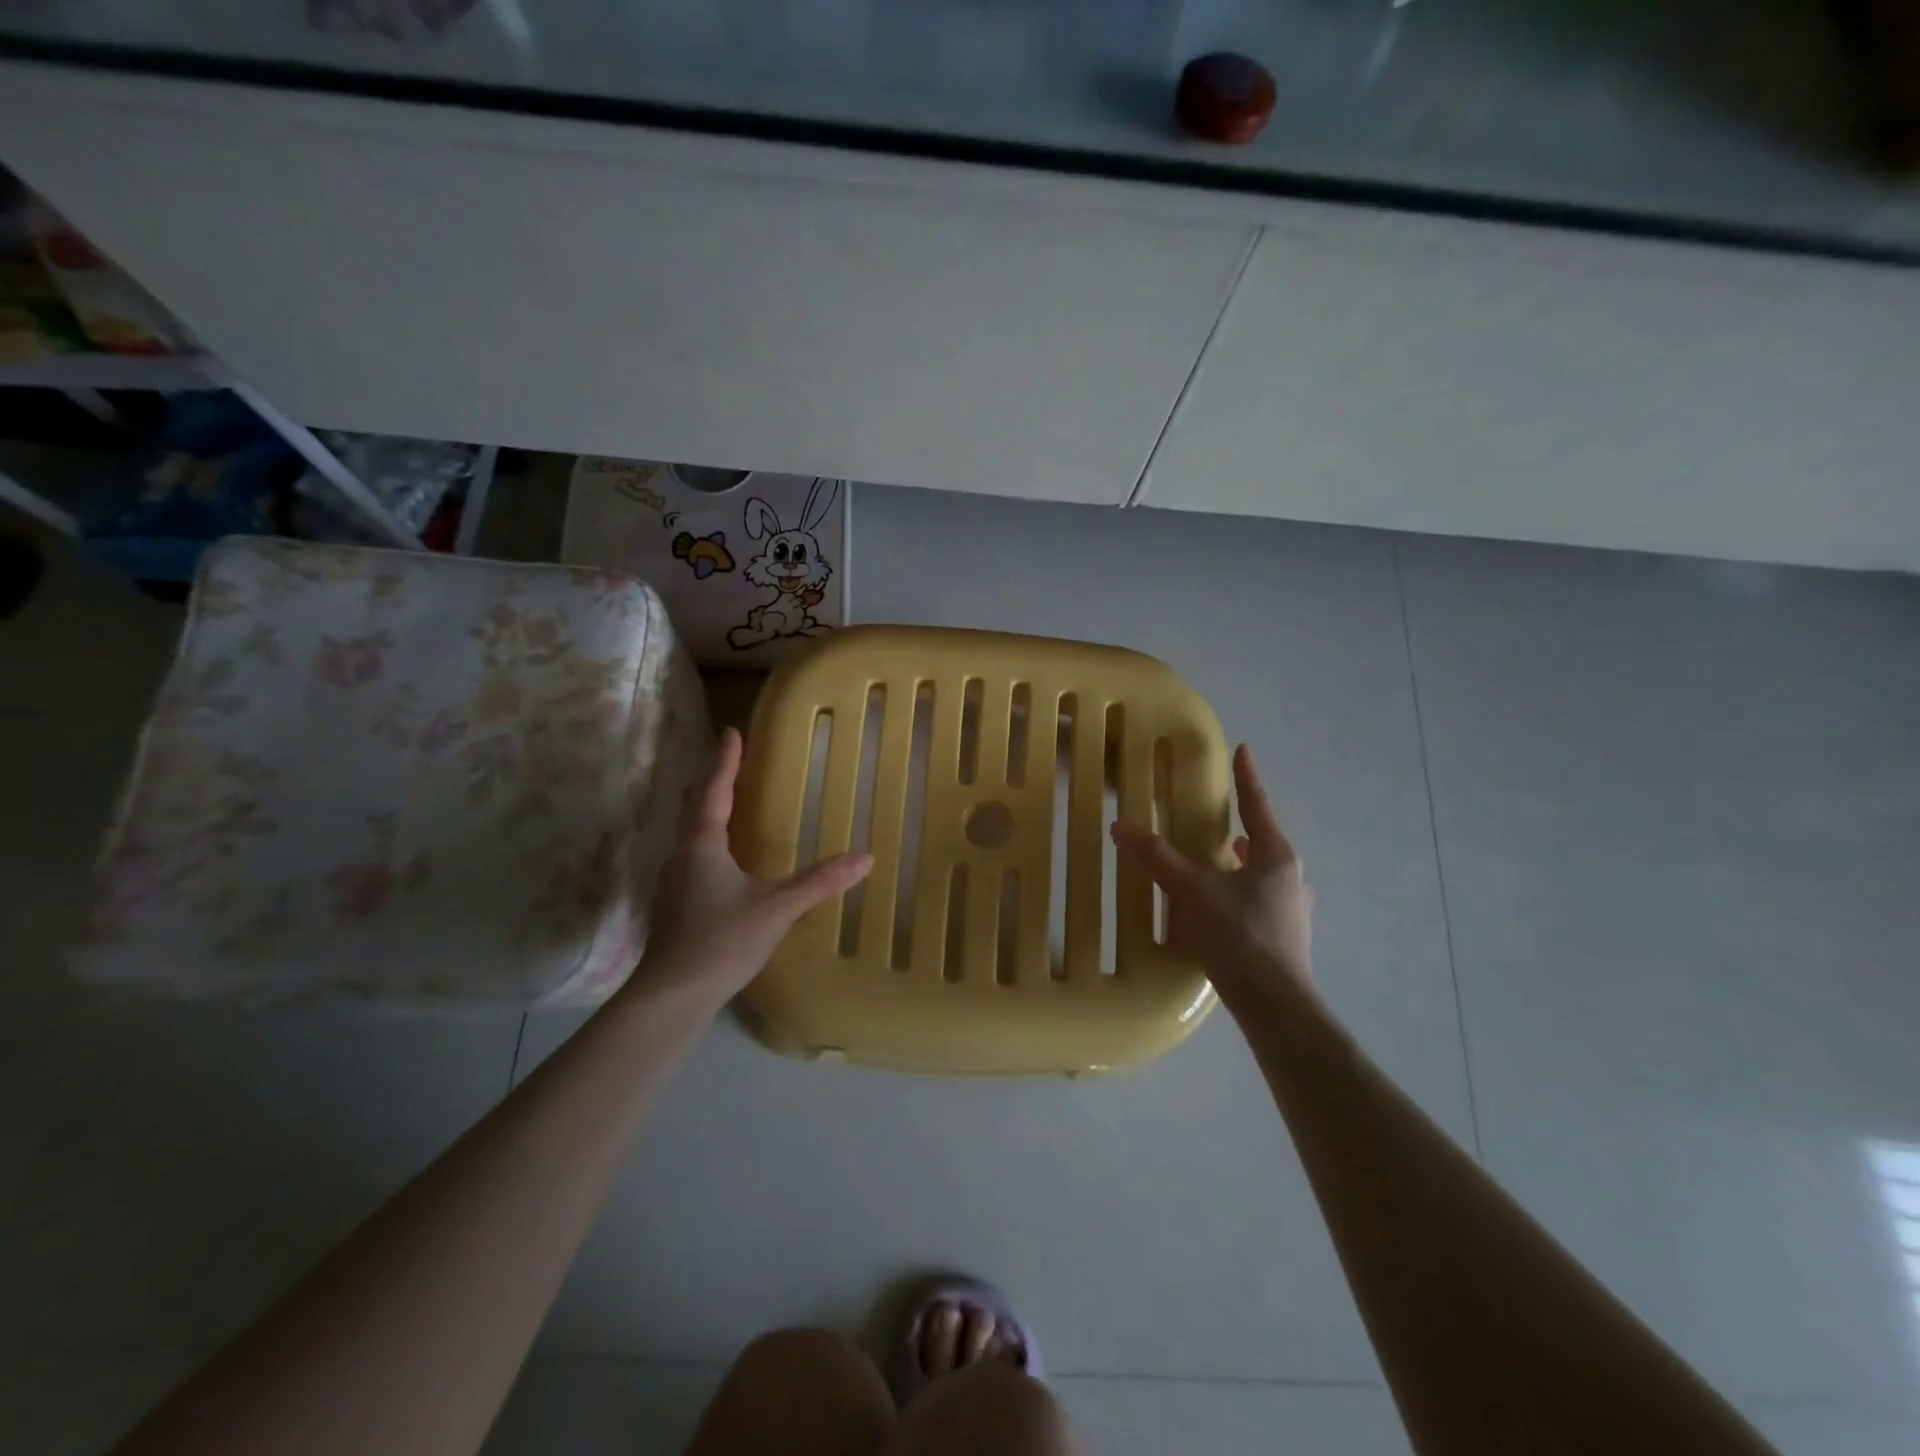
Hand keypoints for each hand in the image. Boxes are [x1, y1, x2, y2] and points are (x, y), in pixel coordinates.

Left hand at [636, 727, 871, 1008]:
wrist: (671, 997)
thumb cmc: (720, 942)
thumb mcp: (777, 909)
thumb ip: (820, 882)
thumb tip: (866, 857)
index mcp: (702, 846)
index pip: (715, 791)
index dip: (725, 761)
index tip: (732, 731)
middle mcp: (681, 856)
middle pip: (698, 809)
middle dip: (716, 783)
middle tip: (735, 762)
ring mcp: (674, 883)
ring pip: (694, 835)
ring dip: (712, 814)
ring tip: (733, 803)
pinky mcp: (676, 906)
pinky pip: (696, 858)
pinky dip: (712, 843)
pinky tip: (725, 860)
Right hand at [1110, 743, 1312, 1004]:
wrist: (1276, 1006)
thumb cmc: (1239, 937)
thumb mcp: (1192, 893)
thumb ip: (1157, 859)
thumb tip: (1120, 827)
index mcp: (1275, 857)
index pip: (1258, 806)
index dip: (1247, 777)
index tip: (1243, 749)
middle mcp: (1291, 878)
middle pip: (1263, 840)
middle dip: (1242, 825)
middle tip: (1218, 816)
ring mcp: (1293, 910)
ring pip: (1263, 873)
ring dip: (1241, 862)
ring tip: (1217, 860)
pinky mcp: (1285, 938)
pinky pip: (1259, 900)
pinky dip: (1239, 892)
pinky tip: (1220, 906)